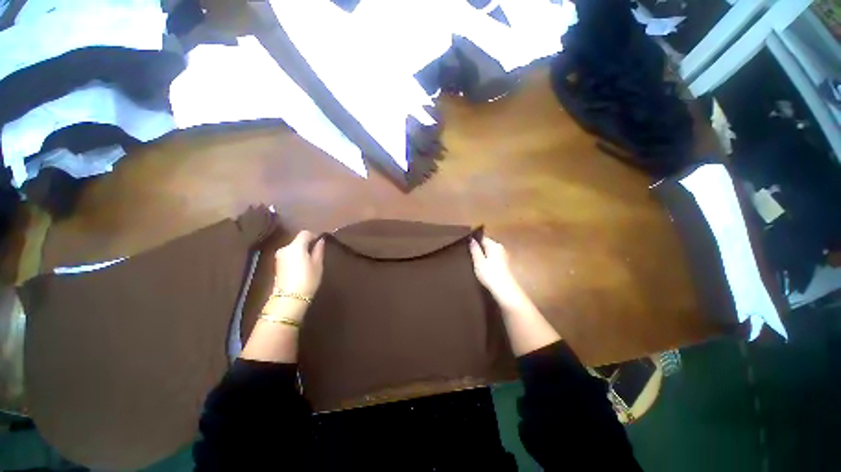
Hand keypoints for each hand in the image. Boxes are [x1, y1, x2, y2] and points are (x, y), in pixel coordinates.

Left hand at [274, 231, 325, 297]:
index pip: (305, 233)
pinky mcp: (277, 265)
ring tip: (311, 259)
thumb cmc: (308, 279)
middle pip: (298, 240)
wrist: (289, 298)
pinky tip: (302, 265)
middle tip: (318, 251)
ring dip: (301, 250)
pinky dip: (296, 256)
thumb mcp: (318, 264)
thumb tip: (321, 241)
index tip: (321, 241)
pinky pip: (289, 255)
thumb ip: (319, 250)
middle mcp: (285, 248)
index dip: (314, 235)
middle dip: (307, 243)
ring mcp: (279, 257)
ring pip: (293, 248)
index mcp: (296, 246)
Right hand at [469, 237, 523, 304]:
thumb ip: (475, 249)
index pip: (482, 238)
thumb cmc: (490, 274)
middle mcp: (500, 248)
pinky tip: (482, 268)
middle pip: (487, 245)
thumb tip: (471, 239)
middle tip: (467, 253)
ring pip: (490, 252)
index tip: (465, 245)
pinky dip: (487, 261)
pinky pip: (493, 259)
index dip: (474, 240)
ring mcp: (504, 257)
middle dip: (478, 248)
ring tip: (473, 261)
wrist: (504, 291)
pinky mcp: (504, 265)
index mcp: (494, 245)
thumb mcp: (478, 261)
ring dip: (483, 255)